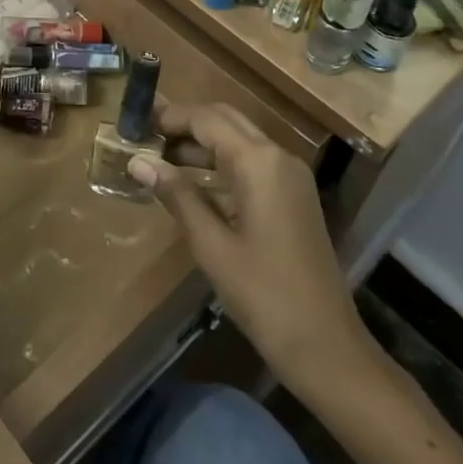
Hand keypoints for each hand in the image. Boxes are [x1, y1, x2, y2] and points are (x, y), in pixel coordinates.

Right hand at [128, 102, 379, 389]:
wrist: (326, 346)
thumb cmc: (264, 295)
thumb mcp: (212, 244)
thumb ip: (176, 195)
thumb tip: (137, 161)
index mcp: (259, 162)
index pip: (207, 119)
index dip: (170, 117)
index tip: (136, 124)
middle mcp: (278, 157)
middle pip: (225, 120)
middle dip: (186, 123)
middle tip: (146, 136)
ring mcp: (290, 177)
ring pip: (239, 140)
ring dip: (201, 143)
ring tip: (160, 158)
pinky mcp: (293, 197)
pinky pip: (251, 163)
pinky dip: (220, 163)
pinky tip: (192, 184)